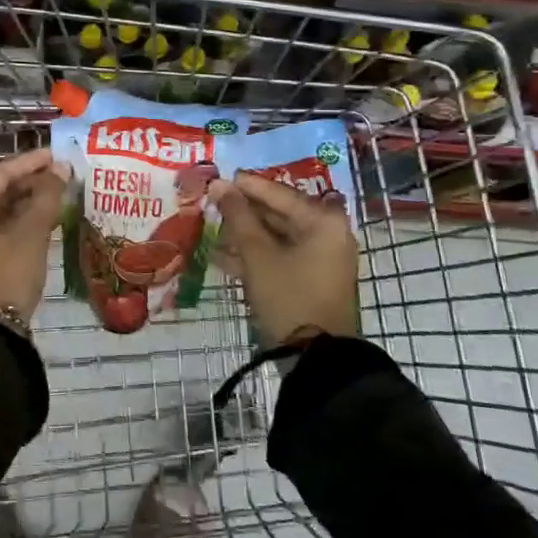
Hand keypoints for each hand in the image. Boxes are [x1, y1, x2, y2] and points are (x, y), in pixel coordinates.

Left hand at [0, 148, 69, 325]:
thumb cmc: (7, 273)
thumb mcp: (31, 233)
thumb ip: (47, 196)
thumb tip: (62, 169)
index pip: (0, 173)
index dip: (30, 162)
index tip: (57, 154)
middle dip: (32, 181)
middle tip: (63, 175)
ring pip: (1, 209)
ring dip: (29, 201)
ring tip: (61, 194)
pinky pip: (0, 227)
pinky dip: (22, 220)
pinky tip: (48, 218)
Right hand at [208, 175, 358, 347]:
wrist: (317, 360)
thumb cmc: (289, 296)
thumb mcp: (258, 255)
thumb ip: (238, 216)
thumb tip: (219, 184)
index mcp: (322, 221)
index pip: (278, 193)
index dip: (244, 186)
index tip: (215, 178)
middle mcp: (327, 234)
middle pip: (278, 214)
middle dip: (242, 213)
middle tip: (210, 205)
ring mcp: (321, 259)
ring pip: (277, 237)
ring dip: (244, 236)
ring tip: (210, 231)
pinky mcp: (312, 280)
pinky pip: (280, 257)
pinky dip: (255, 256)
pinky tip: (221, 257)